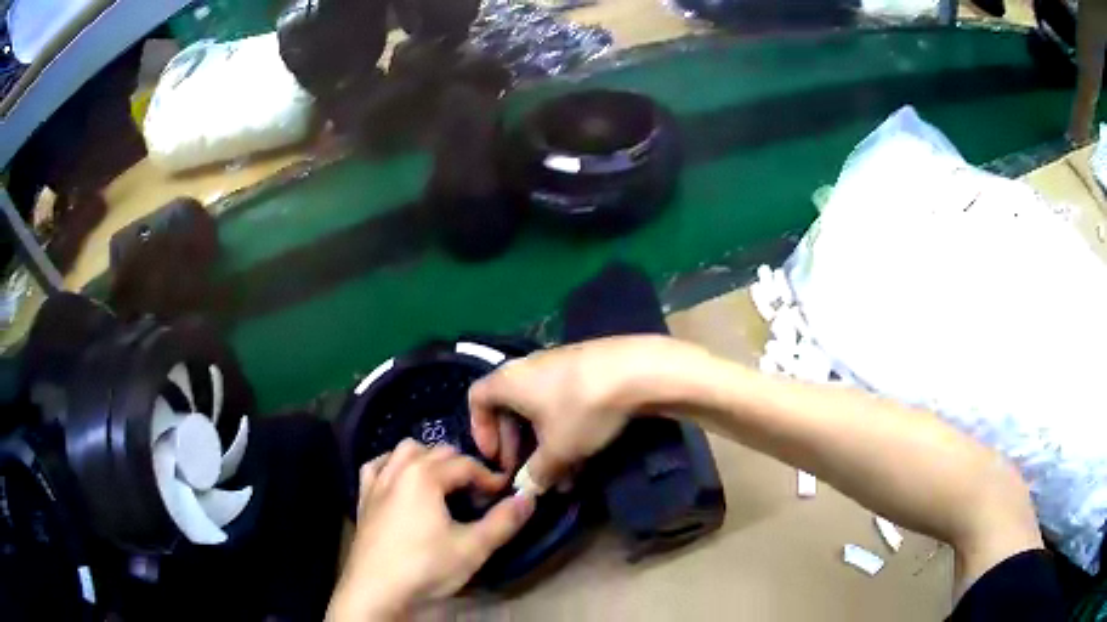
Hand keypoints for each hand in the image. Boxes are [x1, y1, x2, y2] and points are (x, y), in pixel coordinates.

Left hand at [328, 440, 534, 620]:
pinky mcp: (363, 498)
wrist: (376, 591)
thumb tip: (529, 498)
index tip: (504, 495)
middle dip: (463, 467)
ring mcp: (377, 482)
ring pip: (405, 451)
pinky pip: (377, 466)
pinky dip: (393, 465)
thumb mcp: (472, 548)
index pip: (466, 465)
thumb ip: (503, 521)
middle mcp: (398, 470)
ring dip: (428, 459)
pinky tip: (401, 482)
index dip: (490, 478)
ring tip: (443, 485)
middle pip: (438, 452)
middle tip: (478, 495)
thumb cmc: (425, 567)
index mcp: (425, 476)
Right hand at [468, 335, 704, 492]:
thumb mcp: (558, 450)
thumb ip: (537, 473)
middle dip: (517, 444)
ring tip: (563, 476)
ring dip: (547, 444)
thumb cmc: (582, 409)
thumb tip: (528, 488)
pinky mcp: (586, 369)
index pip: (476, 399)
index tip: (496, 458)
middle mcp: (528, 368)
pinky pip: (564, 402)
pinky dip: (566, 429)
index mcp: (509, 381)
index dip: (480, 431)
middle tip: (527, 470)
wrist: (637, 371)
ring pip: (542, 410)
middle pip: (510, 407)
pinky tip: (585, 456)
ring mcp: (559, 365)